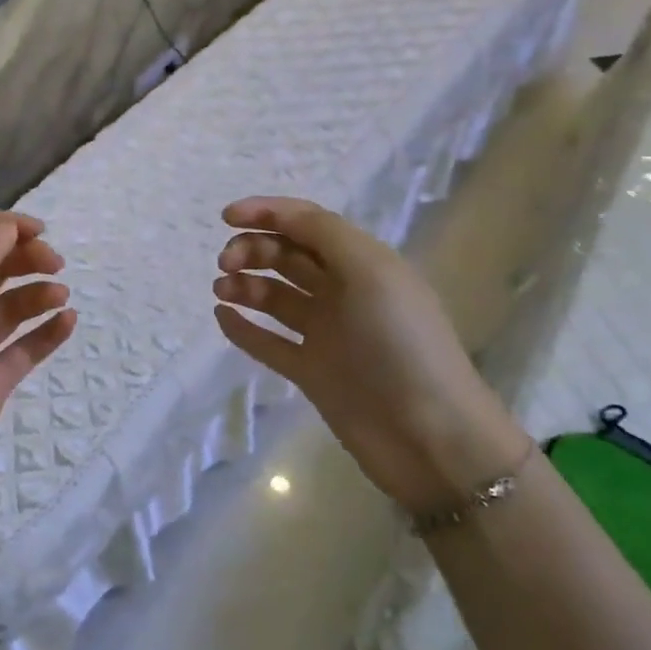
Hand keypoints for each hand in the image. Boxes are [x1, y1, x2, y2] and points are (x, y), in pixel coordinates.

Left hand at [0, 213, 76, 516]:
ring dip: (36, 293)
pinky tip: (68, 322)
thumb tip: (7, 228)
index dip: (1, 228)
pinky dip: (46, 331)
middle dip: (23, 258)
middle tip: (56, 263)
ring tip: (61, 295)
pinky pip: (24, 346)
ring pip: (9, 306)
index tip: (40, 230)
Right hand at [212, 196, 527, 514]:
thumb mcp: (371, 273)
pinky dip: (244, 328)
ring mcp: (326, 335)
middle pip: (288, 257)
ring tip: (222, 290)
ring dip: (246, 284)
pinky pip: (269, 342)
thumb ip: (325, 235)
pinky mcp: (312, 373)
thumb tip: (280, 217)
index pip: (308, 224)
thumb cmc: (401, 344)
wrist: (429, 436)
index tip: (226, 217)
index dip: (267, 213)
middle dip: (254, 249)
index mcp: (363, 264)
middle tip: (225, 263)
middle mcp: (343, 294)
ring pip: (276, 297)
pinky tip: (222, 316)